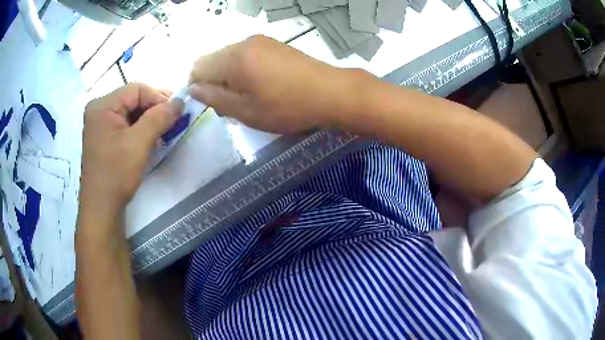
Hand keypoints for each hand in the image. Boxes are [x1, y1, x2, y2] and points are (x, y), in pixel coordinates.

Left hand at [79, 83, 180, 223]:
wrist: (101, 207)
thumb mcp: (140, 142)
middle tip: (174, 120)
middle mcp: (99, 109)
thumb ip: (160, 117)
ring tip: (164, 130)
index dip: (159, 97)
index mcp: (103, 105)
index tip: (178, 111)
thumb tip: (180, 101)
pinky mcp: (104, 136)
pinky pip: (125, 124)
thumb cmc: (116, 173)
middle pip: (133, 99)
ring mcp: (100, 124)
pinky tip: (150, 137)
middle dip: (154, 108)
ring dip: (149, 119)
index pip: (137, 89)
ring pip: (130, 111)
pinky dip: (139, 128)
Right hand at [188, 35, 366, 133]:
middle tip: (234, 104)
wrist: (330, 92)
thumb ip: (215, 99)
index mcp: (234, 58)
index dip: (198, 88)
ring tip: (250, 97)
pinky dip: (244, 71)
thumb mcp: (246, 111)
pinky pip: (245, 56)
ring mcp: (260, 41)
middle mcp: (243, 43)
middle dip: (214, 83)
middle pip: (212, 61)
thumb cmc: (287, 107)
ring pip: (229, 58)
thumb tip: (193, 89)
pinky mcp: (273, 44)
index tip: (215, 104)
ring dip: (229, 78)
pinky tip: (261, 86)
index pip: (198, 67)